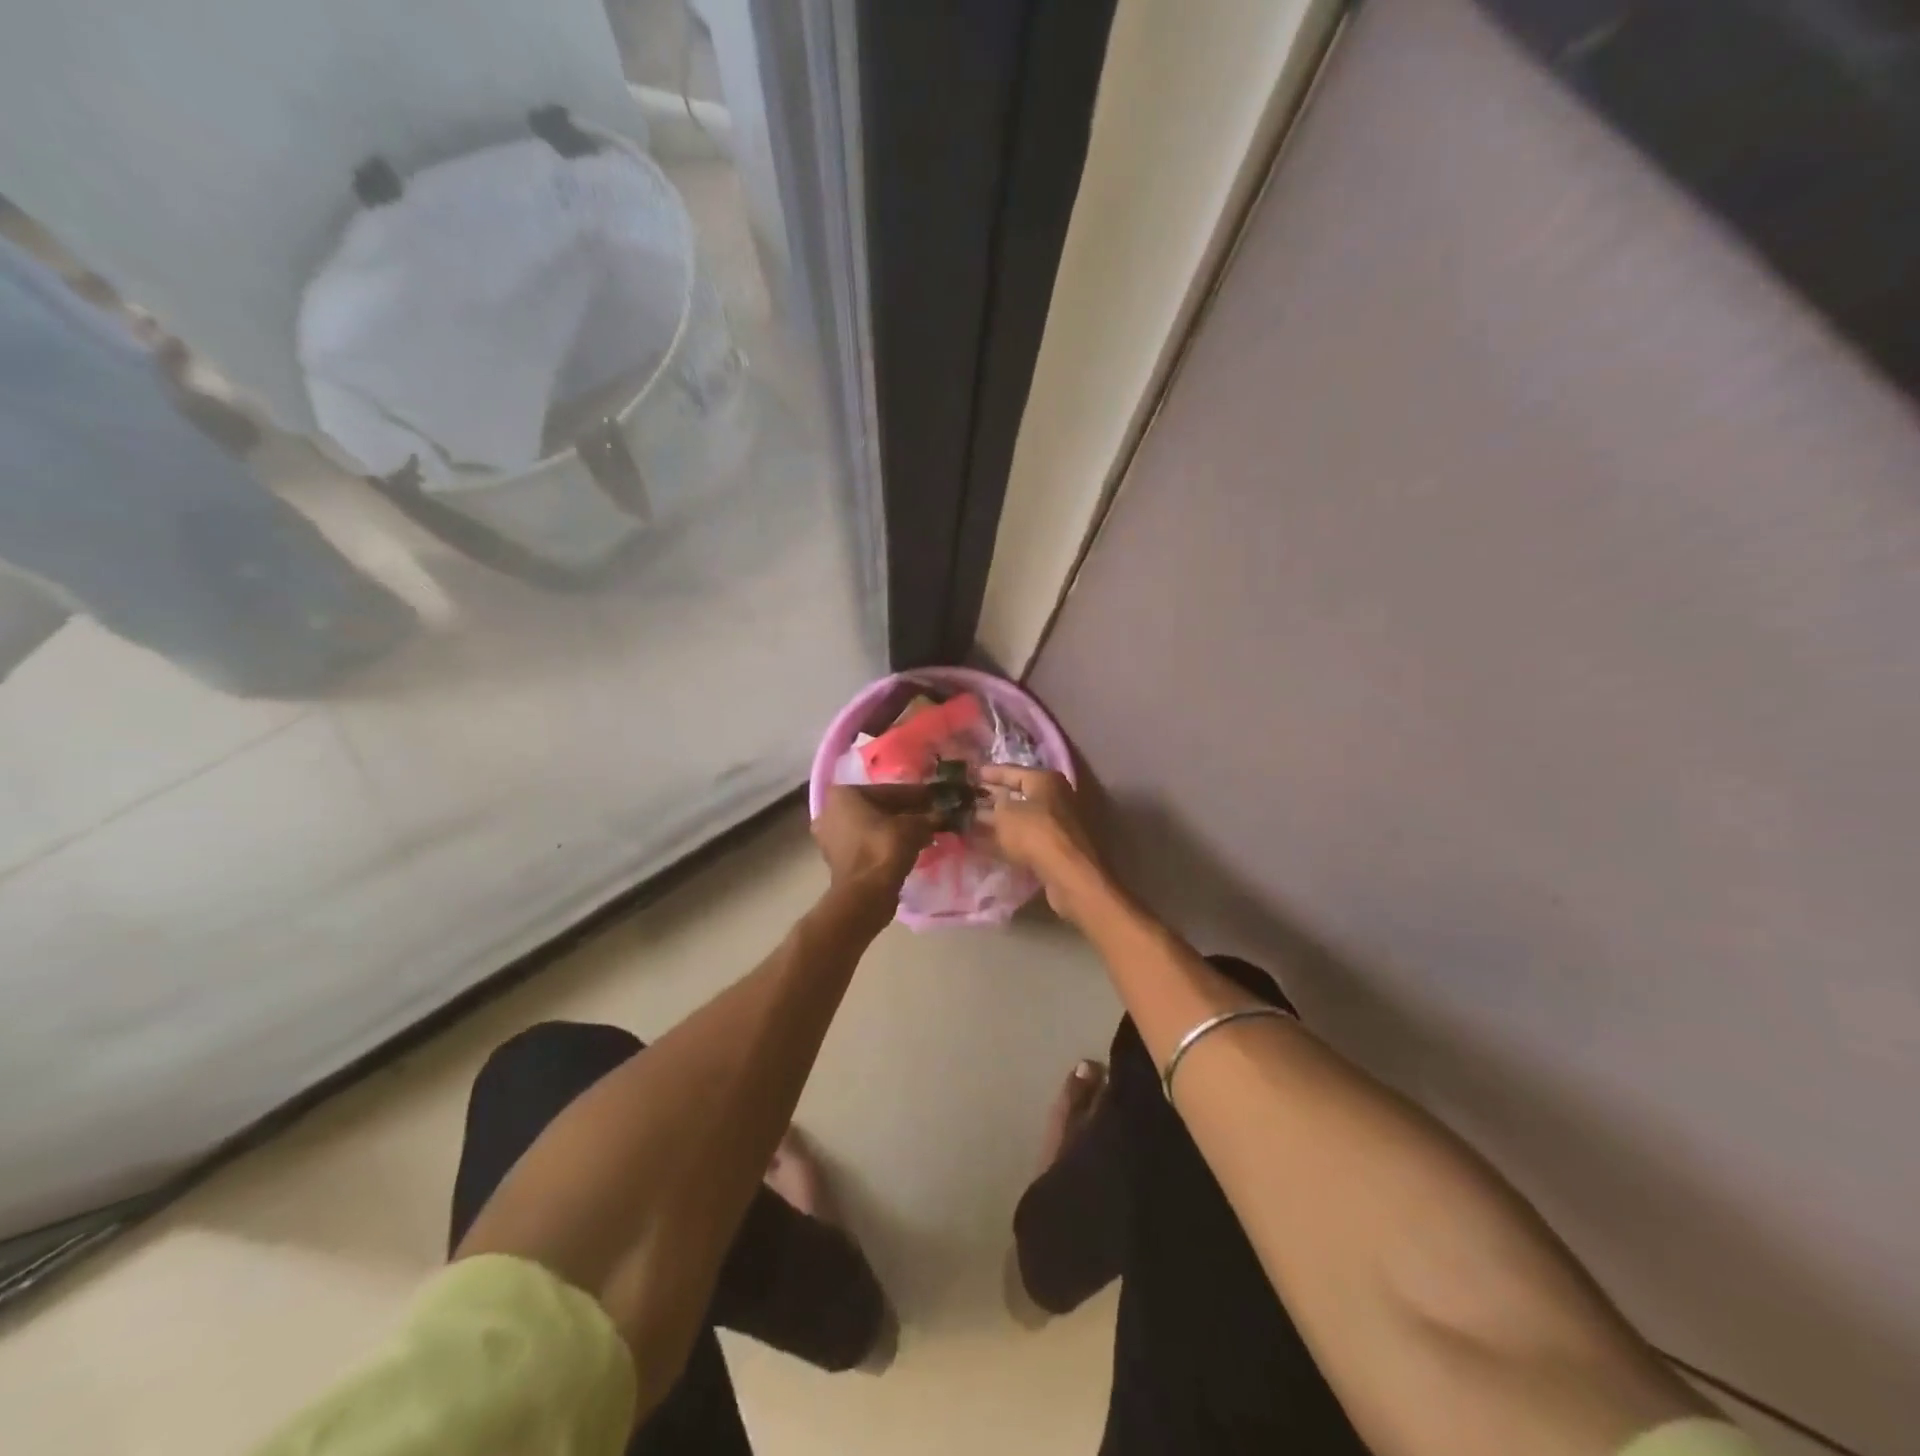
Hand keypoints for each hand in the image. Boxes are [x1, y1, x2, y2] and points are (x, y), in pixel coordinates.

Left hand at [812, 784, 939, 905]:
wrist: (866, 893)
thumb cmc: (885, 847)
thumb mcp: (915, 826)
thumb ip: (928, 817)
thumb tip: (943, 815)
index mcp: (843, 795)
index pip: (887, 791)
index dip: (915, 795)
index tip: (934, 798)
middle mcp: (830, 812)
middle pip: (877, 809)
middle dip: (904, 813)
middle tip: (931, 815)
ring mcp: (830, 838)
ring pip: (872, 827)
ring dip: (896, 830)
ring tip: (925, 832)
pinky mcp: (837, 861)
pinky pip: (867, 844)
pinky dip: (886, 844)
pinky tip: (911, 847)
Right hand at [976, 766, 1110, 923]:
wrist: (1067, 873)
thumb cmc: (1035, 833)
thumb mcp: (1004, 814)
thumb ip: (992, 807)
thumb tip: (985, 806)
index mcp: (1045, 780)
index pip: (1012, 770)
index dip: (989, 773)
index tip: (970, 775)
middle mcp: (1056, 796)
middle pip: (1018, 794)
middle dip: (993, 797)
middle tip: (968, 799)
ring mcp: (1057, 823)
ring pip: (1021, 817)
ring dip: (999, 820)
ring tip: (971, 821)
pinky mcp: (1056, 846)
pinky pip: (1025, 836)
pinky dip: (1008, 838)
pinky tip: (986, 843)